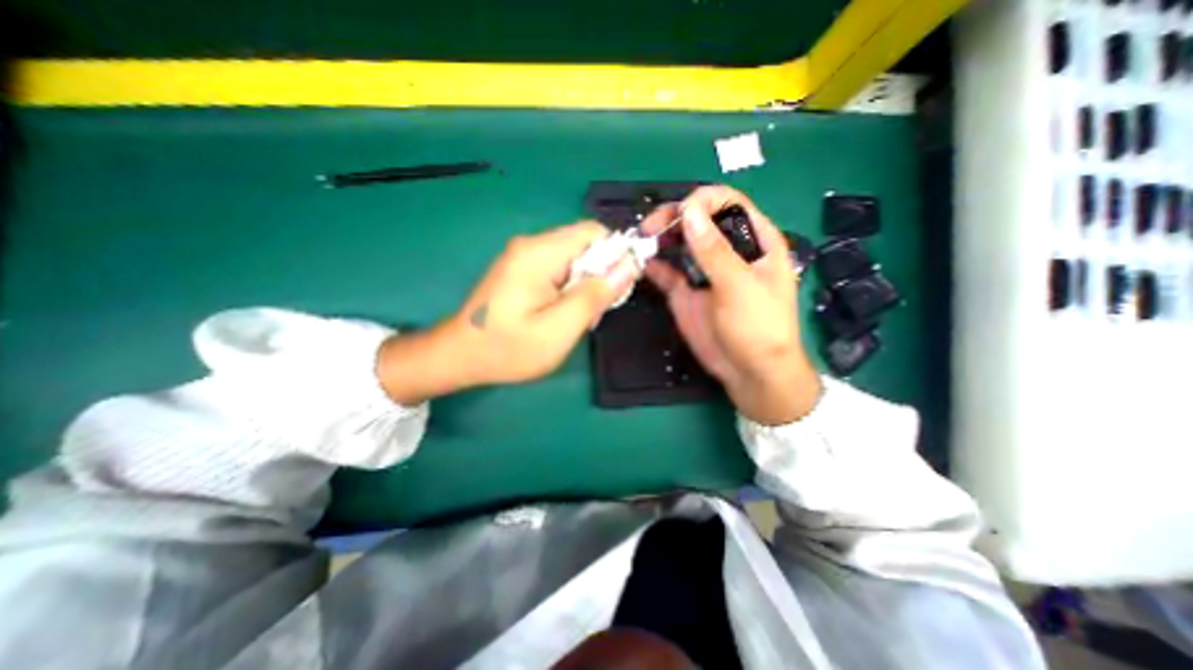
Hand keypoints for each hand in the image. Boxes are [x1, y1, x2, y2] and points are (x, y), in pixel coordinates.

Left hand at [382, 223, 644, 402]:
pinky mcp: (521, 268)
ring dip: (586, 283)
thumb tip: (629, 266)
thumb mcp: (560, 329)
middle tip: (596, 310)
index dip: (615, 254)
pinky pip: (559, 267)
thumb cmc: (509, 348)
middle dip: (600, 273)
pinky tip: (563, 312)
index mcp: (540, 253)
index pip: (593, 232)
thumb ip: (595, 295)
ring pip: (574, 257)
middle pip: (584, 244)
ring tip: (578, 316)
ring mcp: (524, 256)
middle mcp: (531, 245)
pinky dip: (570, 287)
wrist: (460, 356)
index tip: (619, 287)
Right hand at [643, 184, 820, 422]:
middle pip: (698, 219)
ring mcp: (703, 271)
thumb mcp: (740, 286)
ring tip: (643, 241)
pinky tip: (642, 263)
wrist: (749, 373)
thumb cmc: (759, 327)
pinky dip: (654, 265)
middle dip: (674, 217)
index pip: (728, 203)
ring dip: (660, 238)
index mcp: (754, 240)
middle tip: (651, 228)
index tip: (680, 213)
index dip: (703, 201)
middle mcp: (726, 250)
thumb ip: (714, 250)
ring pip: (680, 242)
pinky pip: (667, 271)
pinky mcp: (686, 291)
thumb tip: (689, 210)